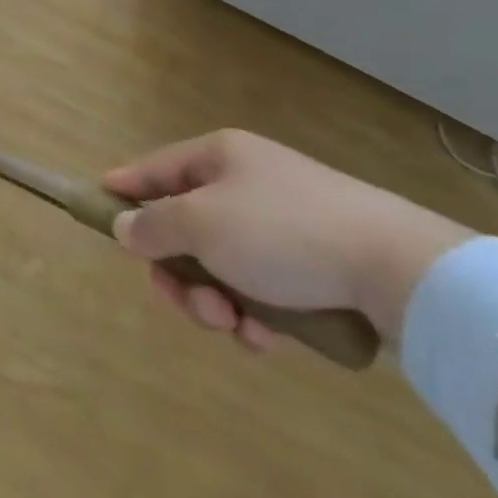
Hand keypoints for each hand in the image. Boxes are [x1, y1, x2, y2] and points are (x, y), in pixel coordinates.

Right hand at [104, 129, 473, 352]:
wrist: (398, 270)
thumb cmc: (282, 232)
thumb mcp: (202, 224)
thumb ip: (153, 225)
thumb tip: (124, 226)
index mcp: (219, 157)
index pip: (156, 168)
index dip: (126, 187)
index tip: (98, 205)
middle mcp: (247, 184)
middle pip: (186, 228)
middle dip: (181, 274)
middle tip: (192, 305)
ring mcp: (283, 225)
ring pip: (222, 266)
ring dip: (217, 301)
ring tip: (236, 326)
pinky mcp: (315, 265)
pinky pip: (263, 289)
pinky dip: (256, 315)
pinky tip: (268, 339)